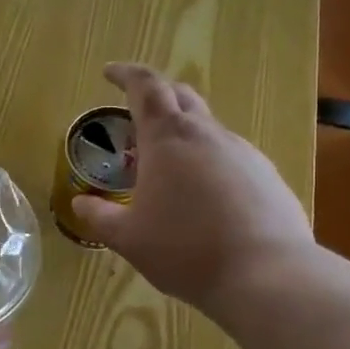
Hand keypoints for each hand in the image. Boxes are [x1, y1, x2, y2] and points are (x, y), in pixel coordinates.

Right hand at [72, 63, 315, 315]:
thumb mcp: (129, 238)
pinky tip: (207, 199)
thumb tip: (81, 204)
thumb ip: (101, 217)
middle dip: (156, 97)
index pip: (145, 86)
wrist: (267, 275)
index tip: (109, 73)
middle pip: (181, 96)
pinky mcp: (268, 176)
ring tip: (169, 170)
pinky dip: (211, 163)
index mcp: (168, 138)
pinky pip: (232, 157)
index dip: (125, 74)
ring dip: (184, 135)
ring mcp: (244, 153)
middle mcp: (207, 134)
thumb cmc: (185, 249)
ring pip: (208, 128)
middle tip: (137, 117)